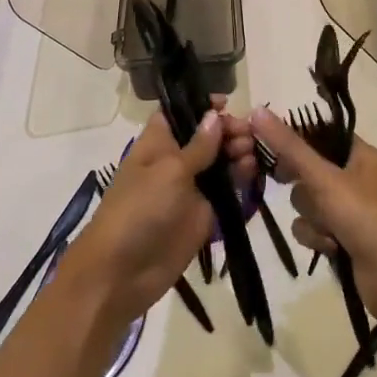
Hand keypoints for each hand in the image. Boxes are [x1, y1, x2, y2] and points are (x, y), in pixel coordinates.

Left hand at [64, 98, 257, 327]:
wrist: (123, 273)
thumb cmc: (139, 209)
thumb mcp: (170, 171)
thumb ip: (198, 146)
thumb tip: (215, 115)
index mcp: (158, 142)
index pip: (180, 113)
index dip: (202, 105)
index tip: (227, 102)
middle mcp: (175, 160)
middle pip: (206, 135)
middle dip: (228, 129)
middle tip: (249, 133)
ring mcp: (191, 187)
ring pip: (220, 161)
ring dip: (238, 152)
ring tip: (251, 152)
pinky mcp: (204, 213)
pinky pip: (227, 190)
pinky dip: (241, 179)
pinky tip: (252, 172)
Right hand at [250, 108, 376, 327]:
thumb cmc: (365, 217)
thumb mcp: (324, 178)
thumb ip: (289, 147)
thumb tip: (257, 110)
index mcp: (360, 154)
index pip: (319, 134)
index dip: (295, 139)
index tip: (271, 148)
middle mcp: (355, 177)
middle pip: (308, 169)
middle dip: (302, 186)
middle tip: (286, 183)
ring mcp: (350, 209)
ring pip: (308, 201)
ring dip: (311, 216)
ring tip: (328, 228)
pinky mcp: (343, 237)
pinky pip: (313, 227)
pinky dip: (317, 237)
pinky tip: (330, 247)